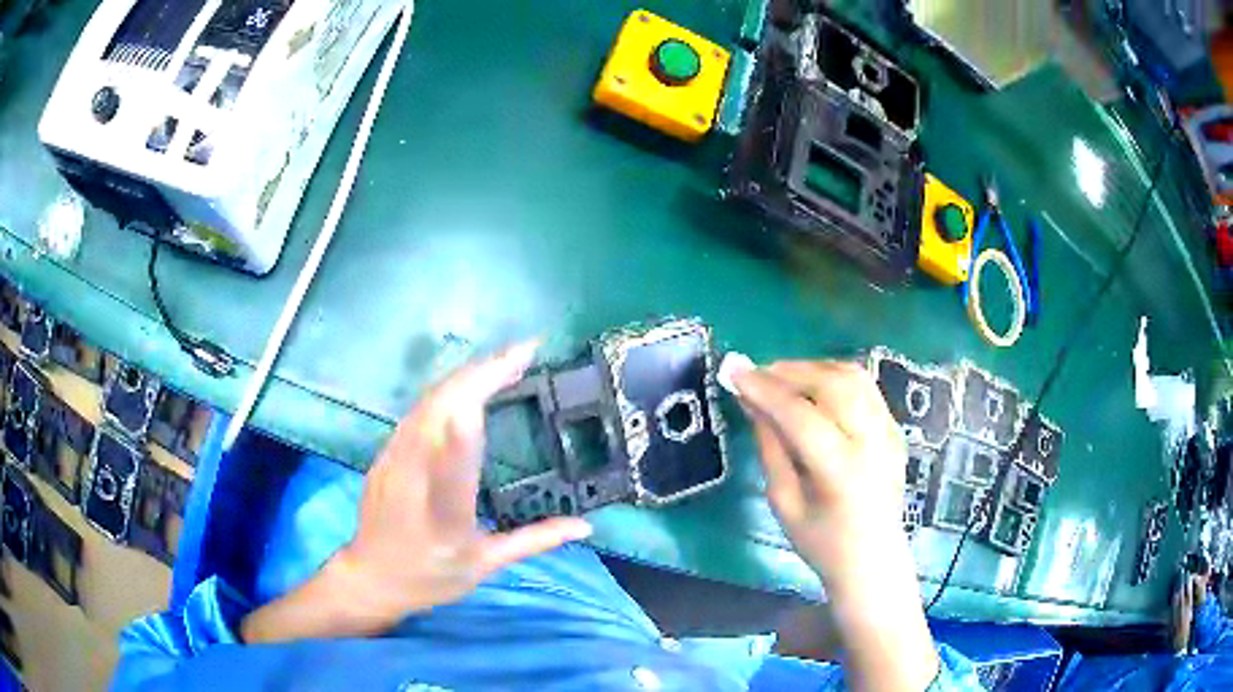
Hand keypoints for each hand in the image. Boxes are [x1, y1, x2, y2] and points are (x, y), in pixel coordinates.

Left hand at [242, 342, 591, 641]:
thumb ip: (534, 541)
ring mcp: (392, 461)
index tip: (497, 395)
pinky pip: (419, 409)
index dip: (471, 429)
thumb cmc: (431, 576)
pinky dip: (449, 388)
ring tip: (505, 360)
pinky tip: (470, 382)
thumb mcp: (485, 565)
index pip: (453, 472)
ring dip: (466, 375)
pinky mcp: (385, 452)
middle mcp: (411, 481)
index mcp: (443, 519)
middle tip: (525, 352)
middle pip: (438, 414)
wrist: (371, 577)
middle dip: (481, 375)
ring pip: (427, 403)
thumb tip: (585, 526)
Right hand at [733, 360, 938, 691]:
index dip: (764, 390)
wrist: (873, 559)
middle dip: (789, 371)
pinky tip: (812, 388)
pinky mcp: (895, 428)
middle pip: (832, 384)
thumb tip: (752, 401)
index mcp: (841, 472)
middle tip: (757, 373)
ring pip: (853, 376)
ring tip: (782, 377)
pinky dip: (834, 377)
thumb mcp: (784, 502)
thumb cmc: (821, 542)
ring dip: (812, 368)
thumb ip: (771, 447)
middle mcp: (872, 443)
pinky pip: (865, 387)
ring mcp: (889, 432)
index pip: (800, 416)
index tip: (733, 371)